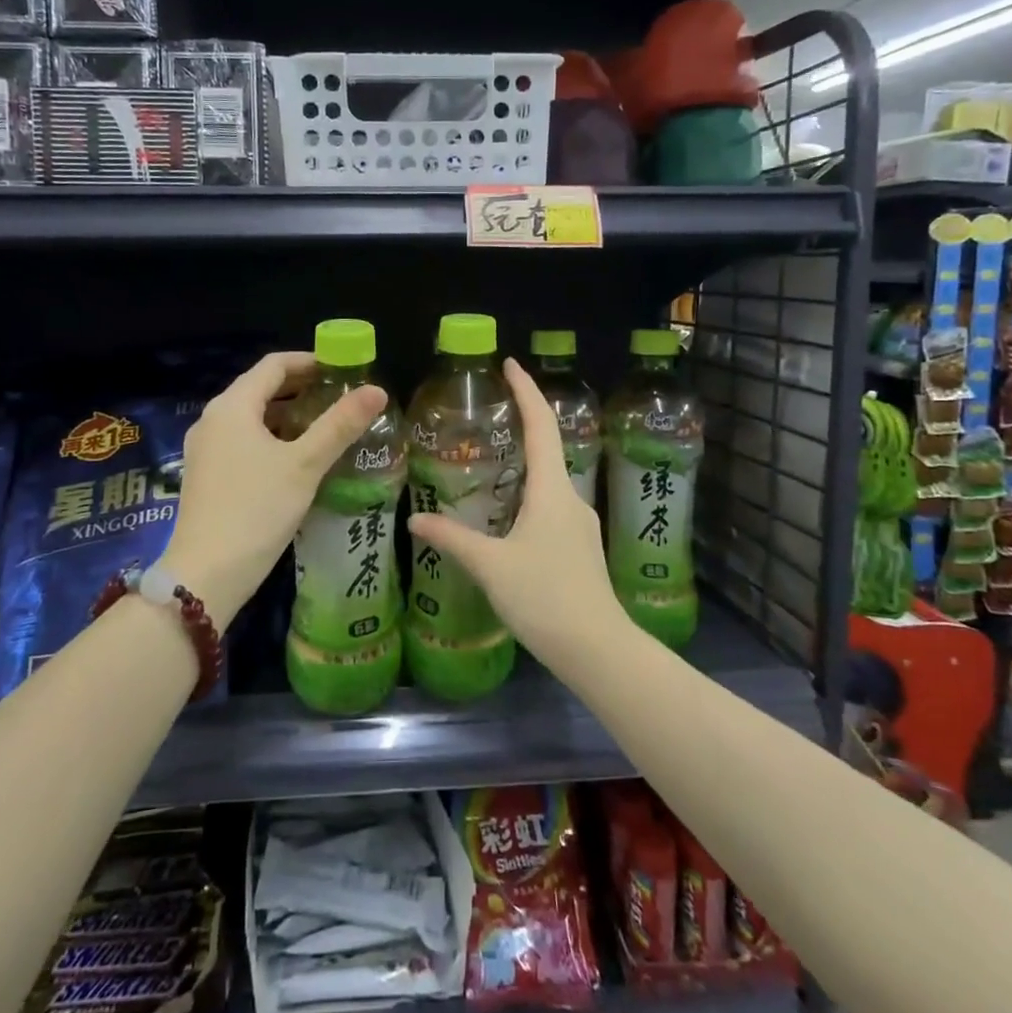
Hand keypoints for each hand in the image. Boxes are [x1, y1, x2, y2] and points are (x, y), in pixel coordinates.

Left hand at [161, 351, 387, 624]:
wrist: (206, 575)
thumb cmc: (257, 510)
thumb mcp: (305, 465)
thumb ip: (340, 425)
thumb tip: (377, 390)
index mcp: (232, 406)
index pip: (274, 365)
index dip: (310, 361)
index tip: (343, 369)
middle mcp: (212, 419)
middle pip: (260, 389)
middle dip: (301, 388)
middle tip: (341, 397)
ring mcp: (204, 449)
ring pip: (251, 417)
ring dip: (287, 415)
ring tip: (325, 426)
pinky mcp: (205, 475)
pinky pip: (242, 441)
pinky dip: (271, 438)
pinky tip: (296, 459)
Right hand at [408, 358, 624, 657]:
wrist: (597, 648)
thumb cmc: (545, 597)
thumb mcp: (490, 566)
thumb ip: (452, 539)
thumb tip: (414, 519)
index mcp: (553, 490)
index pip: (541, 426)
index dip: (527, 391)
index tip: (511, 364)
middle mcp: (571, 498)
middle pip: (549, 448)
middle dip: (523, 424)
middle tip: (490, 413)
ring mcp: (579, 524)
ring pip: (550, 481)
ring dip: (525, 464)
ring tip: (491, 463)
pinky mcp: (579, 547)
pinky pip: (551, 506)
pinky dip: (529, 494)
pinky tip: (507, 514)